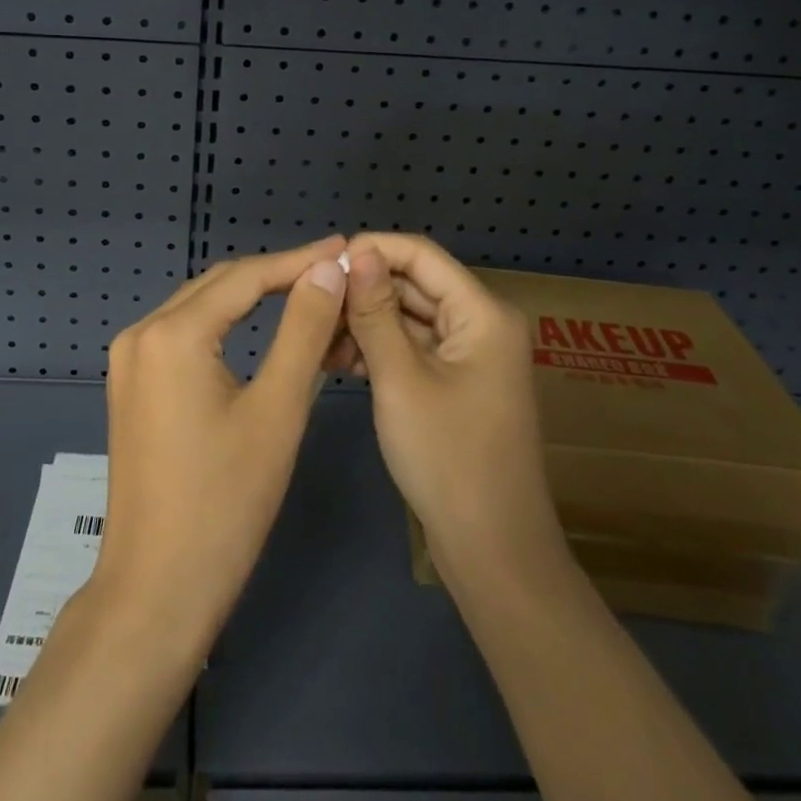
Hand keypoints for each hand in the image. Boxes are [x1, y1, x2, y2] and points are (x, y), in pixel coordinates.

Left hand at [92, 237, 349, 658]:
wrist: (158, 589)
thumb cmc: (226, 503)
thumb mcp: (278, 411)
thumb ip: (303, 329)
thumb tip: (328, 269)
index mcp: (172, 333)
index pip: (246, 277)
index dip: (300, 260)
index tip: (345, 248)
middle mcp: (141, 333)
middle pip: (219, 285)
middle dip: (277, 274)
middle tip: (334, 268)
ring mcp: (129, 359)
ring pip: (201, 307)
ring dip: (252, 297)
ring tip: (308, 291)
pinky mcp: (131, 385)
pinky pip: (184, 335)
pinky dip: (226, 325)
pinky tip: (260, 326)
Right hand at [342, 233, 567, 593]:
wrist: (491, 549)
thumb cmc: (447, 458)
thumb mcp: (400, 379)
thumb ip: (375, 312)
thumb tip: (357, 253)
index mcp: (482, 312)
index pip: (420, 255)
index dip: (370, 250)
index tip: (320, 266)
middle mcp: (481, 322)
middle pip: (413, 284)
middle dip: (362, 292)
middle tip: (309, 308)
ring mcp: (470, 354)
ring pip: (408, 317)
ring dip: (364, 323)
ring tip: (317, 341)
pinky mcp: (456, 380)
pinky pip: (413, 347)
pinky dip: (378, 349)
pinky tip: (338, 362)